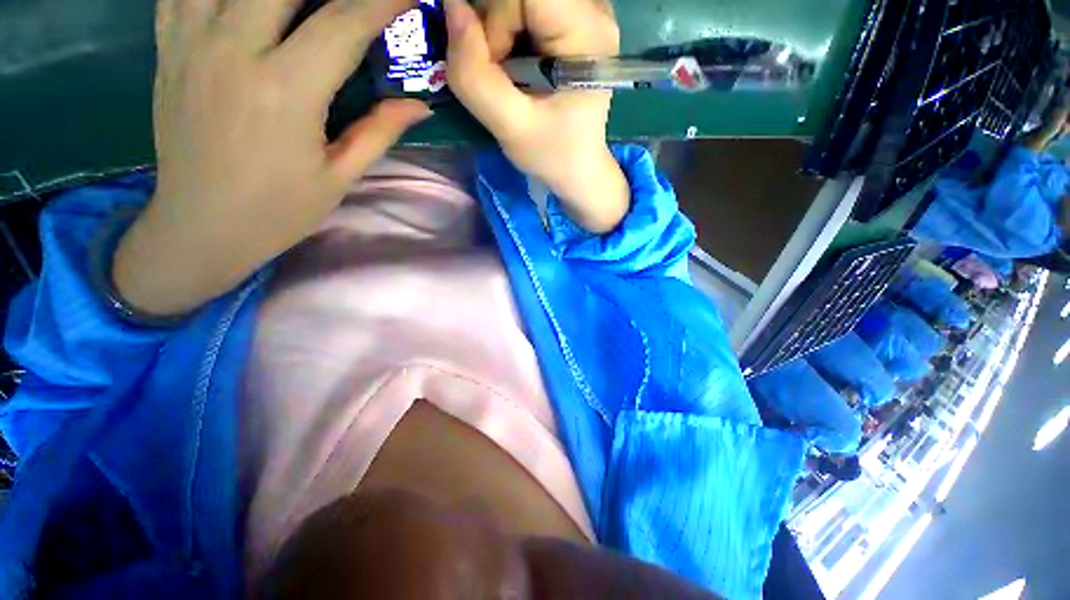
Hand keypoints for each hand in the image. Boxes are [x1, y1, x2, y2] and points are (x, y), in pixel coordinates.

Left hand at [114, 0, 430, 315]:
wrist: (201, 226)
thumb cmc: (279, 209)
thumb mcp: (340, 176)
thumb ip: (379, 131)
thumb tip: (420, 105)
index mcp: (286, 90)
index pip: (345, 23)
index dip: (383, 0)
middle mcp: (234, 49)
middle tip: (356, 0)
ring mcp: (192, 41)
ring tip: (301, 4)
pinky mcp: (169, 47)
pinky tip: (246, 1)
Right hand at [445, 0, 628, 232]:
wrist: (578, 167)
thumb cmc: (552, 155)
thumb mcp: (511, 128)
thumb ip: (476, 76)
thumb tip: (451, 9)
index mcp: (587, 34)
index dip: (496, 19)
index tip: (496, 64)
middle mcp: (595, 10)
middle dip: (496, 25)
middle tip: (501, 70)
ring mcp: (586, 12)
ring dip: (500, 28)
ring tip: (511, 72)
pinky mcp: (574, 20)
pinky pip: (525, 6)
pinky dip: (508, 28)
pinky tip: (517, 63)